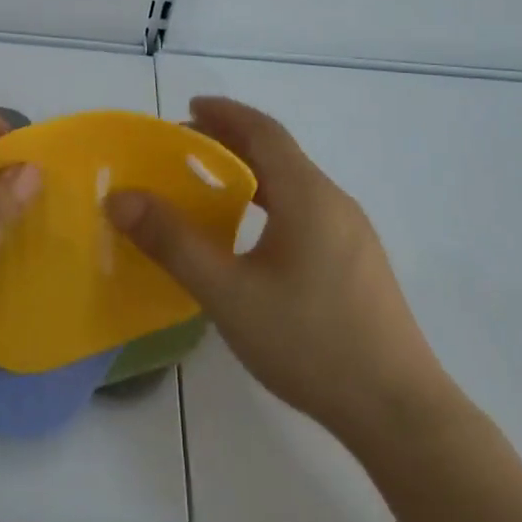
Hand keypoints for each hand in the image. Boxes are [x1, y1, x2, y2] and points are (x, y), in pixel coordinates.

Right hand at [104, 97, 447, 451]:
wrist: (401, 413)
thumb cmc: (310, 343)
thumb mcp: (228, 293)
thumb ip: (172, 242)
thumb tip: (120, 197)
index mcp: (307, 196)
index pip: (263, 131)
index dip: (224, 113)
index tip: (188, 108)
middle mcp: (334, 203)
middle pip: (278, 154)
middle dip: (229, 142)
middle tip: (183, 150)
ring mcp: (352, 235)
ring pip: (293, 185)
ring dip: (250, 174)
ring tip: (209, 190)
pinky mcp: (358, 265)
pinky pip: (305, 212)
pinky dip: (269, 202)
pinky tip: (250, 239)